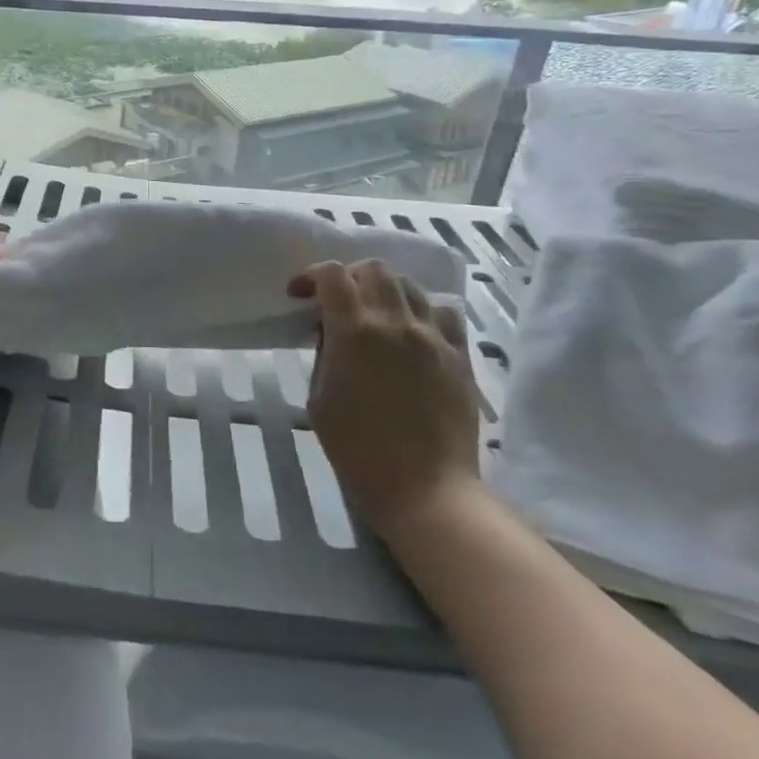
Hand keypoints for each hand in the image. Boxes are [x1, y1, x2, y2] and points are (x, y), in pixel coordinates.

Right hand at [290, 261, 481, 535]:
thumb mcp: (319, 399)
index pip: (332, 275)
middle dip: (349, 276)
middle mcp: (395, 322)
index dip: (311, 276)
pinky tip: (414, 333)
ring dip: (385, 291)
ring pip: (409, 285)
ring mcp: (433, 337)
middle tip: (338, 301)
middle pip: (374, 268)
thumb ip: (324, 354)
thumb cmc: (358, 451)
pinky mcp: (459, 356)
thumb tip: (332, 332)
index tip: (299, 295)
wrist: (426, 490)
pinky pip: (443, 313)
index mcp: (354, 331)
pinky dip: (422, 312)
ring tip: (376, 315)